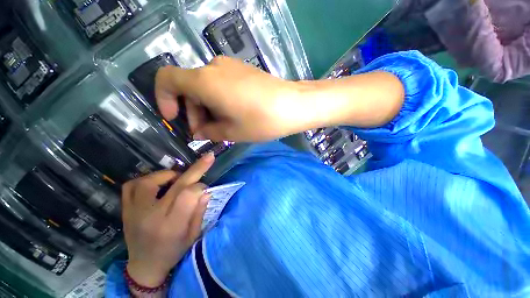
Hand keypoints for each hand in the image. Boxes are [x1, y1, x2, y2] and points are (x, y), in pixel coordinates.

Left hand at [122, 153, 213, 287]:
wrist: (144, 266)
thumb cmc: (173, 251)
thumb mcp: (193, 235)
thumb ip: (199, 212)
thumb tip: (206, 191)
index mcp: (172, 225)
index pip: (189, 195)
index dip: (201, 186)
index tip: (205, 188)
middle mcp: (152, 216)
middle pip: (176, 185)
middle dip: (196, 168)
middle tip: (208, 157)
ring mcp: (134, 211)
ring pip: (151, 181)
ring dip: (169, 174)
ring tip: (176, 179)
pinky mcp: (125, 209)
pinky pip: (131, 186)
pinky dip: (146, 178)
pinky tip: (156, 182)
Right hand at [155, 56, 306, 141]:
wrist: (293, 105)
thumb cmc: (261, 120)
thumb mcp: (231, 132)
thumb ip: (209, 131)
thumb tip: (199, 131)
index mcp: (205, 81)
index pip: (167, 78)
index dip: (163, 98)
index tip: (174, 117)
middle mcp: (214, 67)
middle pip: (189, 88)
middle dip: (194, 112)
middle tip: (207, 133)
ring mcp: (230, 67)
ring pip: (206, 87)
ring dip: (208, 108)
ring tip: (223, 127)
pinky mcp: (242, 71)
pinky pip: (221, 84)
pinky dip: (219, 100)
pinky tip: (233, 114)